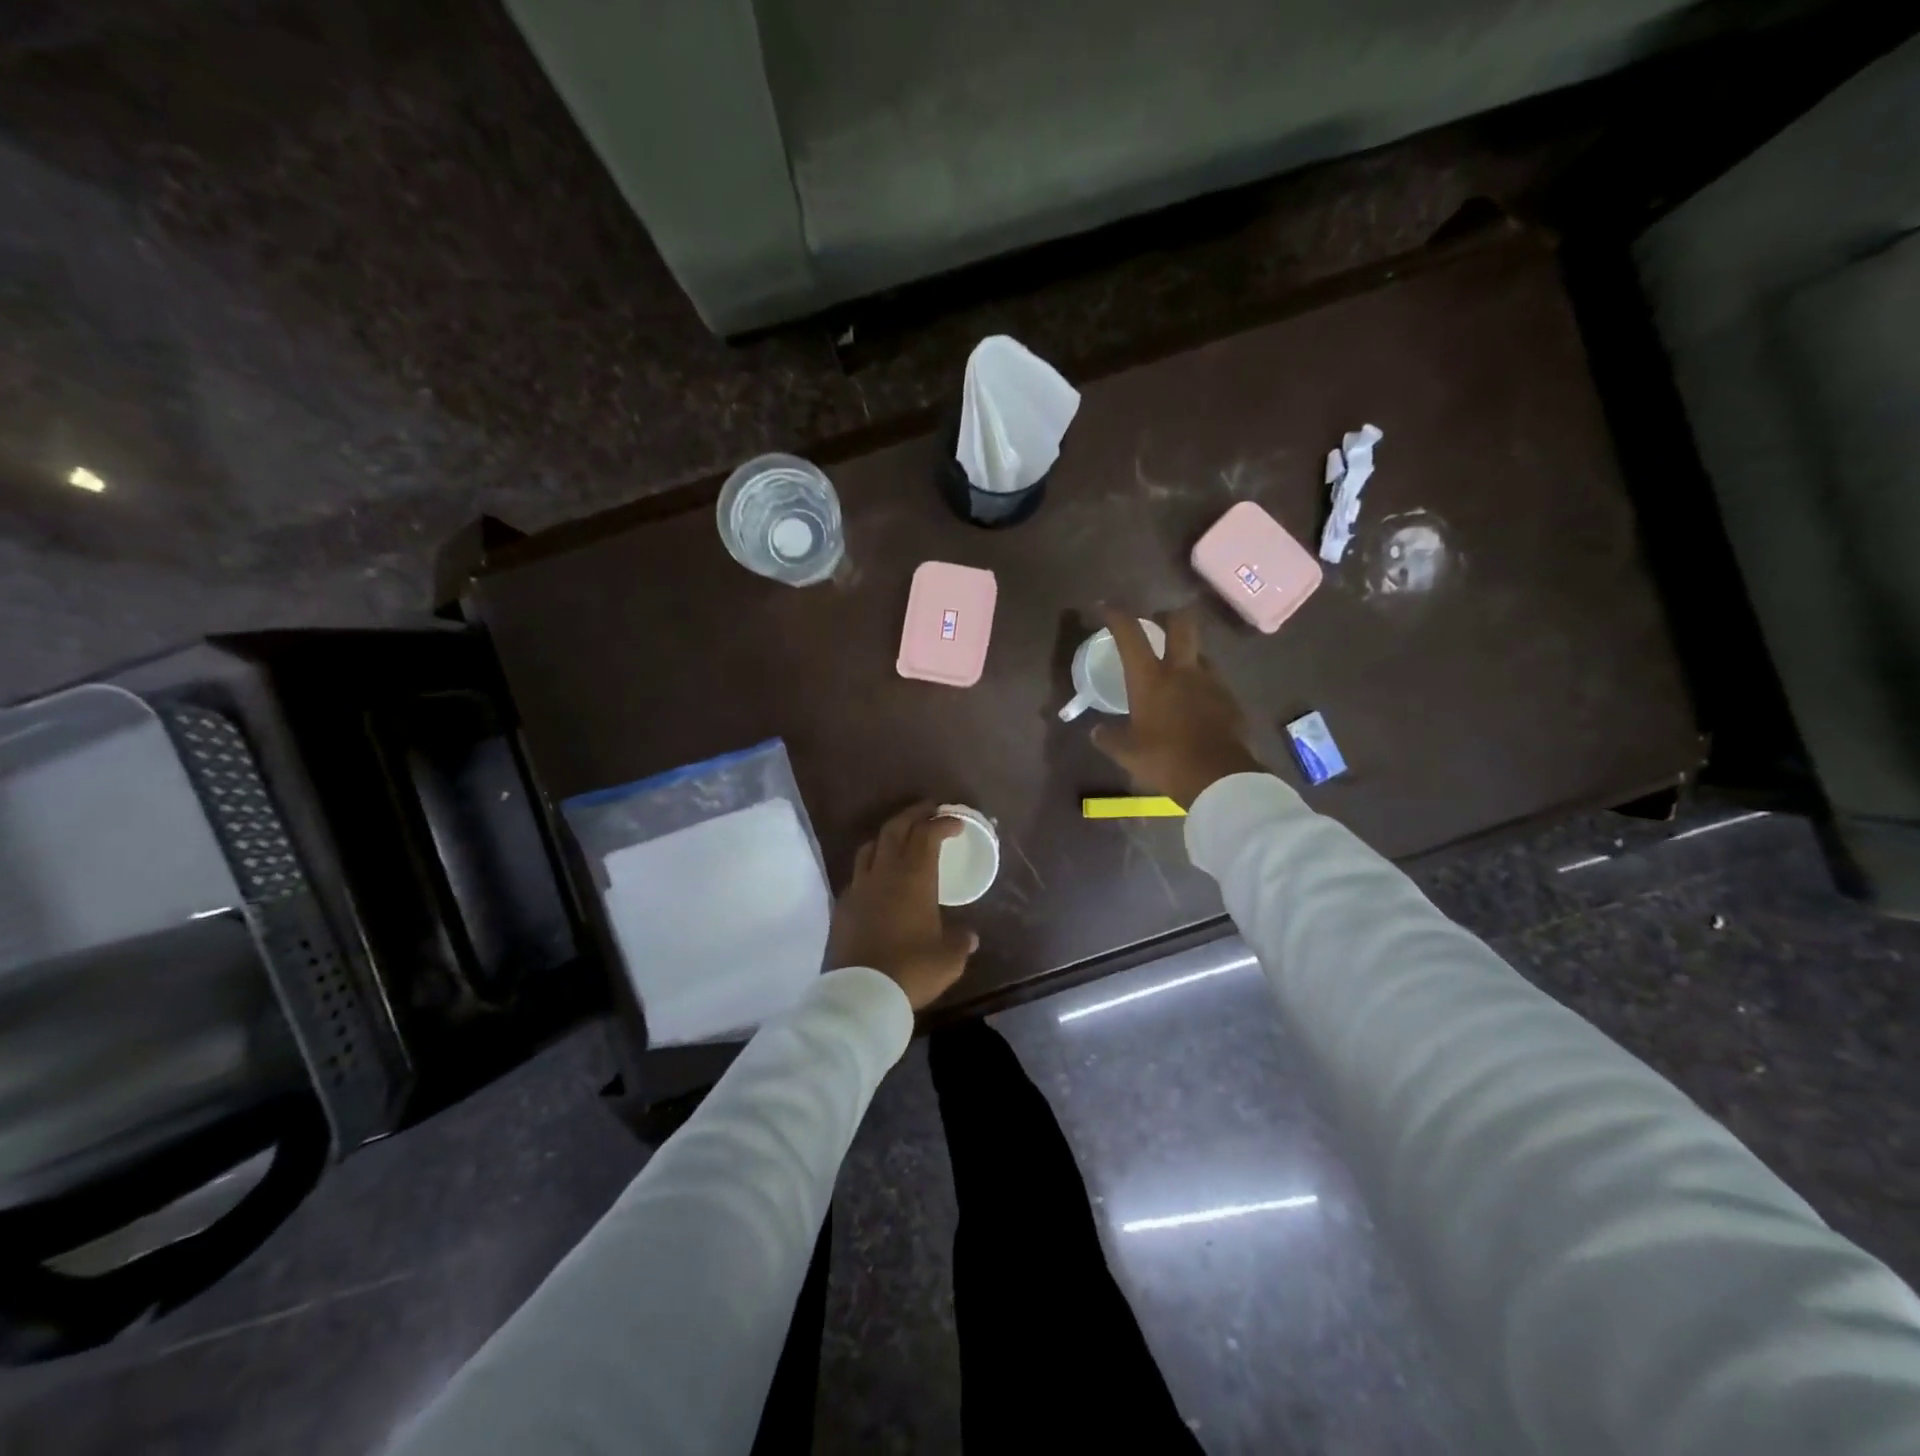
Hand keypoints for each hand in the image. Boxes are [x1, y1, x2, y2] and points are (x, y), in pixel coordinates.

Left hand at [828, 802, 978, 1010]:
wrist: (860, 994)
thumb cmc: (912, 970)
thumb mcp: (948, 958)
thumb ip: (960, 941)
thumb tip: (969, 936)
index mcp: (914, 878)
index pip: (927, 835)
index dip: (942, 823)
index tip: (956, 823)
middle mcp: (884, 873)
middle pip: (895, 829)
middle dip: (913, 814)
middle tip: (929, 809)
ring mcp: (858, 888)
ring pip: (870, 846)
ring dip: (888, 835)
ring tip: (900, 837)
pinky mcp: (842, 906)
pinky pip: (857, 874)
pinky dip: (871, 865)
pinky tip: (878, 878)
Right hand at [1092, 604, 1263, 807]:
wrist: (1219, 778)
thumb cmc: (1165, 760)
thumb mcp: (1127, 754)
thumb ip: (1109, 739)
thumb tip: (1096, 731)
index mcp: (1151, 679)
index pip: (1130, 634)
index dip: (1116, 615)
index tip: (1105, 607)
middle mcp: (1182, 670)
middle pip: (1182, 623)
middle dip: (1169, 615)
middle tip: (1159, 622)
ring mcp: (1211, 682)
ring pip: (1199, 654)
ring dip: (1187, 656)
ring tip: (1176, 674)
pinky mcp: (1230, 700)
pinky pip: (1213, 682)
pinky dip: (1201, 686)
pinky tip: (1194, 706)